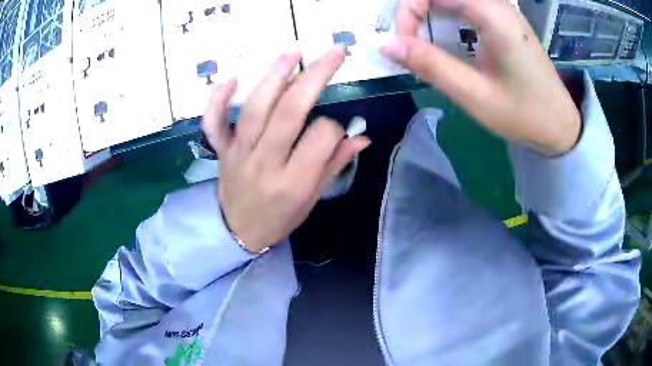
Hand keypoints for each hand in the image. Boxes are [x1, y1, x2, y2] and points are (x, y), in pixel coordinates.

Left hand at [202, 48, 370, 253]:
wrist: (239, 232)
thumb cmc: (280, 218)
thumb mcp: (312, 199)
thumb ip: (335, 164)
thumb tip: (362, 136)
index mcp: (293, 182)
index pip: (320, 137)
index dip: (334, 126)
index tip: (335, 129)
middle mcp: (265, 163)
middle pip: (289, 112)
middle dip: (315, 77)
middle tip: (333, 53)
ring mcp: (239, 154)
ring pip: (255, 108)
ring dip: (275, 75)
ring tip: (294, 52)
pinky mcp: (221, 150)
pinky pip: (213, 123)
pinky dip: (217, 100)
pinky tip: (231, 79)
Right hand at [382, 0, 580, 155]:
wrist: (560, 126)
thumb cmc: (525, 114)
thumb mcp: (475, 95)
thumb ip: (431, 66)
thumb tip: (386, 45)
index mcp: (493, 15)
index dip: (407, 11)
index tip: (404, 44)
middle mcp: (497, 4)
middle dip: (416, 11)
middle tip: (410, 43)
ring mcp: (501, 10)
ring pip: (451, 1)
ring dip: (430, 16)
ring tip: (425, 46)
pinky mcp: (502, 20)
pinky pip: (464, 7)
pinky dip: (446, 19)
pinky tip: (447, 43)